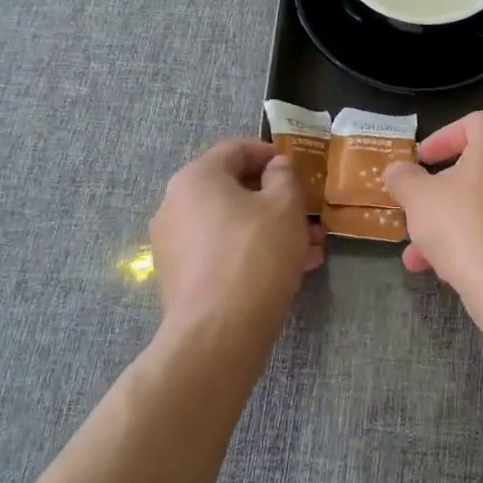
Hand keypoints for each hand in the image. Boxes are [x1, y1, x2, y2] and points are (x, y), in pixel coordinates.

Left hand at [150, 140, 324, 335]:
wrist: (217, 333)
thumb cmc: (255, 254)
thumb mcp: (285, 206)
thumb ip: (284, 176)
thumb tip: (275, 167)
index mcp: (196, 178)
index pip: (235, 149)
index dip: (270, 153)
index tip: (298, 169)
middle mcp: (175, 205)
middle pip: (233, 190)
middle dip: (277, 201)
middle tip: (309, 215)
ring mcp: (173, 244)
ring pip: (231, 224)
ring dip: (271, 230)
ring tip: (310, 250)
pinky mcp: (179, 277)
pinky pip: (220, 252)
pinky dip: (251, 253)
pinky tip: (287, 272)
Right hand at [383, 112, 482, 296]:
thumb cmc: (463, 226)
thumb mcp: (418, 199)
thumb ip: (404, 178)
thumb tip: (397, 169)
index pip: (474, 123)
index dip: (443, 137)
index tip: (420, 160)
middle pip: (481, 169)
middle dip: (443, 192)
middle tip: (418, 210)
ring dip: (454, 224)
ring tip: (420, 256)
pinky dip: (479, 243)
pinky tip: (451, 272)